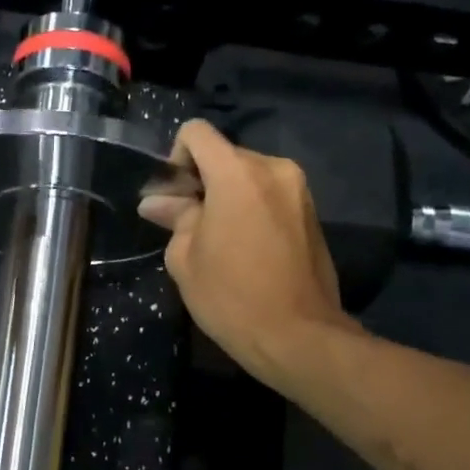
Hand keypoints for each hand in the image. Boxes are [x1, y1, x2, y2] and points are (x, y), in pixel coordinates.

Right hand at [139, 118, 359, 385]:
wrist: (298, 336)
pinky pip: (270, 196)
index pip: (197, 133)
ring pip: (249, 176)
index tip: (174, 197)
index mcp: (237, 173)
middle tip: (187, 223)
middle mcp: (273, 169)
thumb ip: (174, 218)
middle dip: (202, 181)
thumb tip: (157, 202)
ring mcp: (299, 190)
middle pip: (224, 155)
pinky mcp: (312, 214)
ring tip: (216, 239)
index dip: (176, 158)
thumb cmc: (231, 296)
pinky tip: (244, 248)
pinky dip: (251, 209)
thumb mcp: (185, 258)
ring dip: (227, 196)